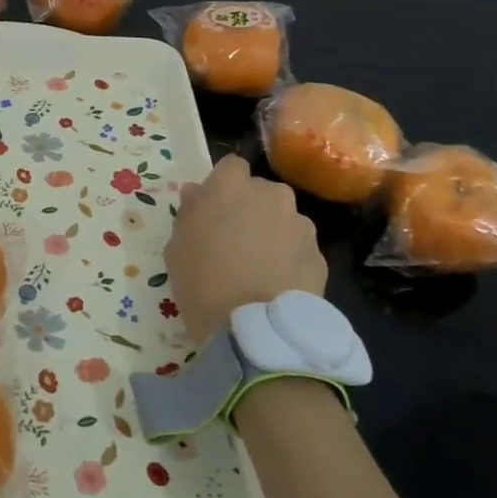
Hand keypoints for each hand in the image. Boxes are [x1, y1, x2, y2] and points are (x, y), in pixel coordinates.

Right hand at [165, 155, 327, 344]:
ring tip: (259, 267)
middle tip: (235, 241)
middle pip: (261, 192)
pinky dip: (290, 260)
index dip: (223, 186)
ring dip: (273, 233)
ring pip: (284, 219)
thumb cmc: (202, 282)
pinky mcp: (320, 256)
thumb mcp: (176, 246)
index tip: (214, 210)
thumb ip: (189, 212)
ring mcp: (301, 225)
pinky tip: (276, 285)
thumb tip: (197, 193)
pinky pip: (299, 249)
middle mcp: (271, 195)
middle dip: (251, 208)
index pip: (231, 166)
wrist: (253, 330)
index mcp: (232, 186)